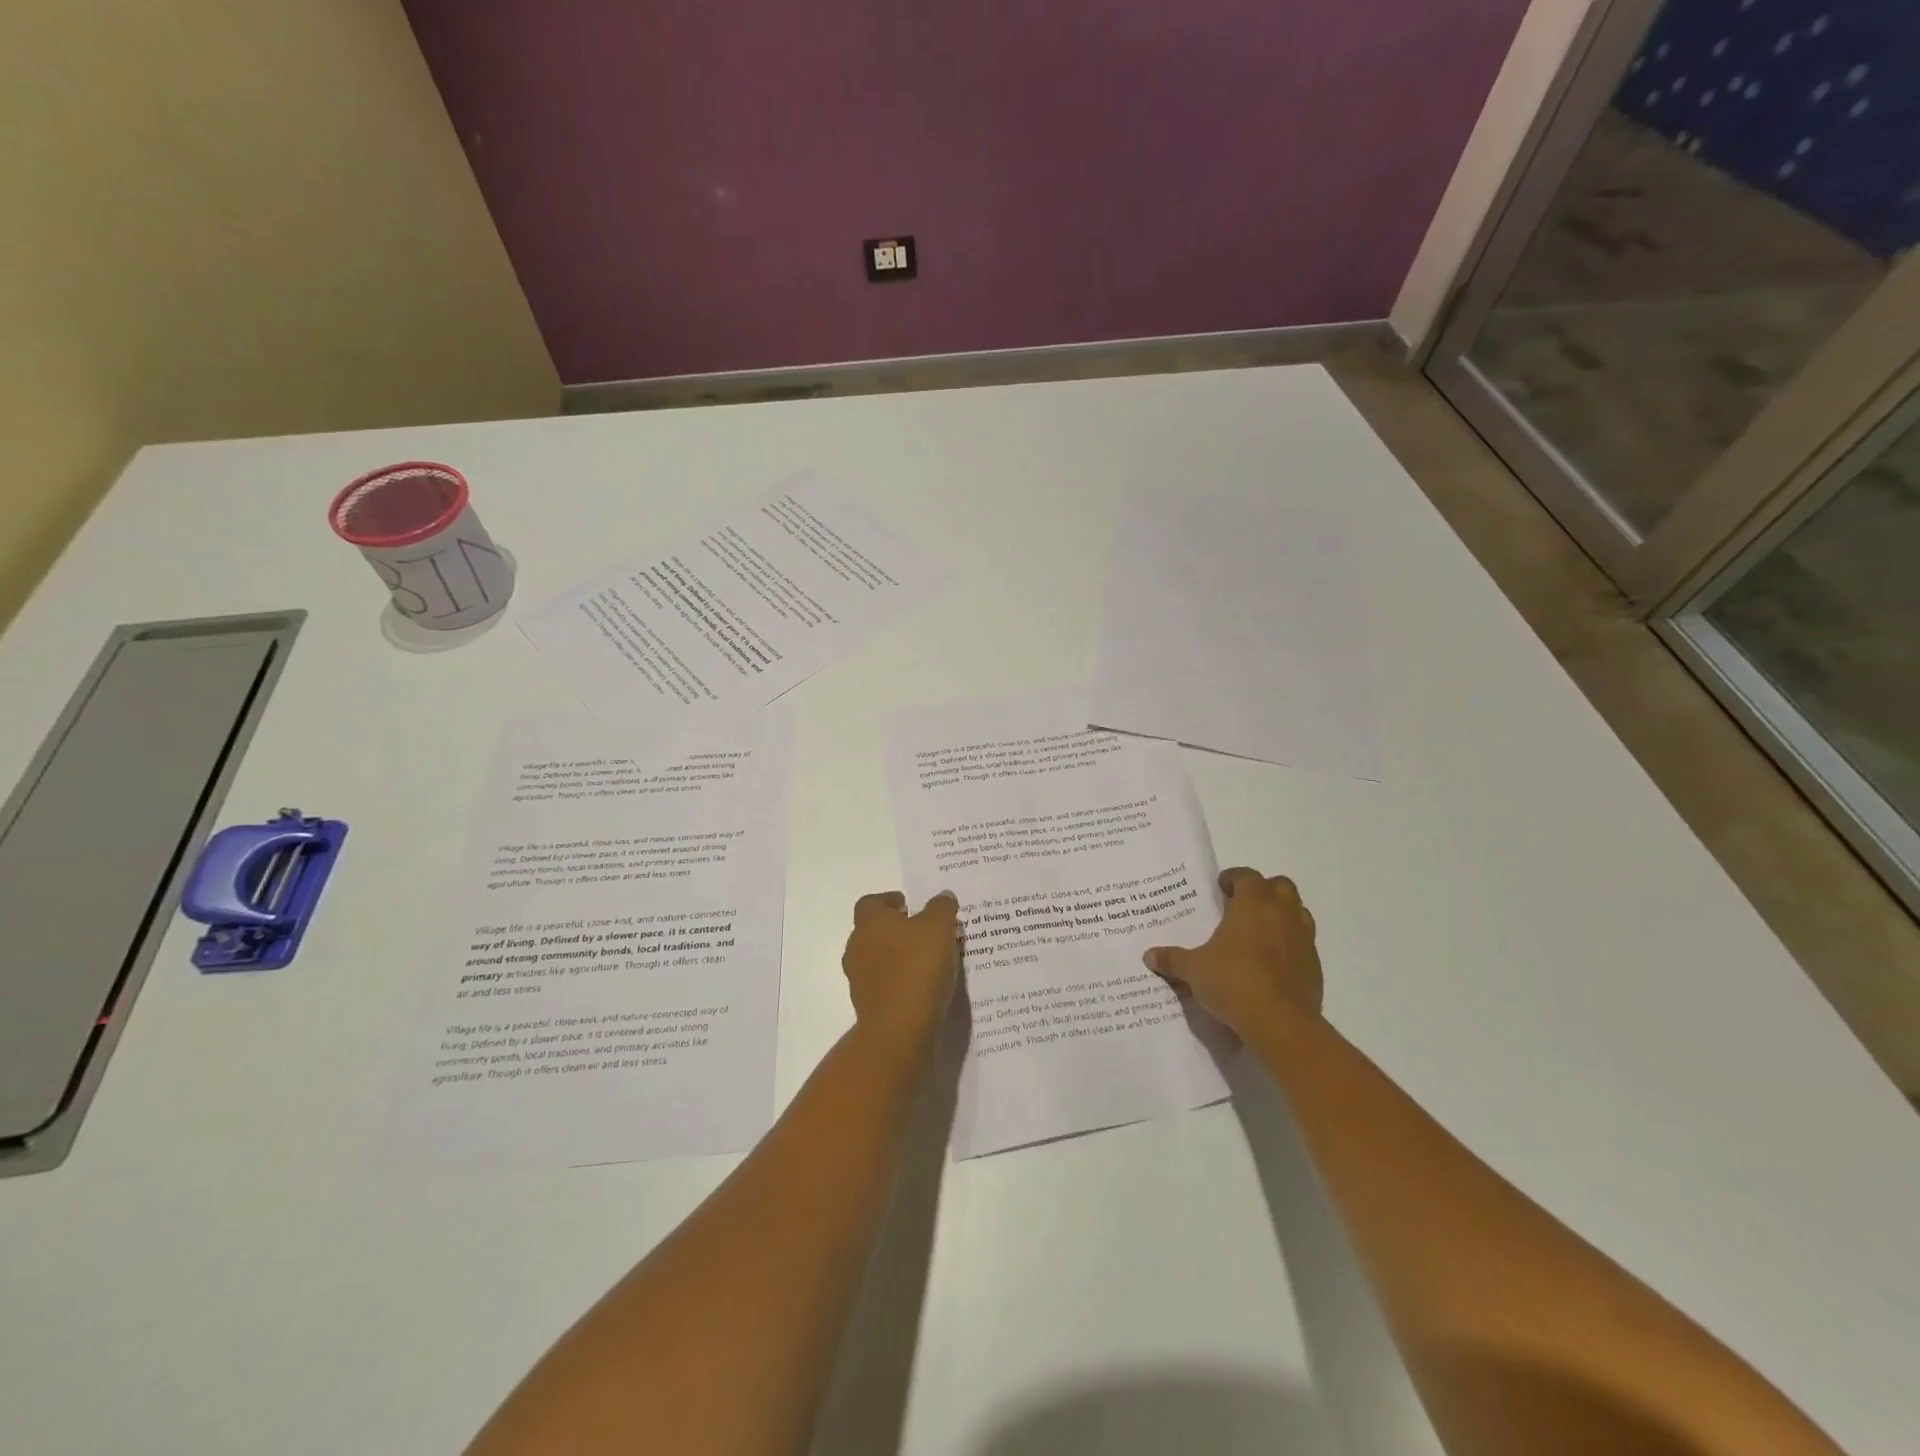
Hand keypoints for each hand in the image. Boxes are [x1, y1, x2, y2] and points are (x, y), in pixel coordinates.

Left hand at [842, 890, 960, 1047]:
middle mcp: (857, 947)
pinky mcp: (867, 1005)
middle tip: (922, 930)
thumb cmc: (916, 968)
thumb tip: (942, 896)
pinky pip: (884, 984)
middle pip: (872, 930)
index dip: (889, 900)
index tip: (909, 905)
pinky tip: (921, 985)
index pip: (871, 902)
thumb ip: (941, 908)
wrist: (899, 1030)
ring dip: (896, 956)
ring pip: (877, 958)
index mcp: (869, 923)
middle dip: (895, 928)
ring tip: (927, 959)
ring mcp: (859, 979)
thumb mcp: (939, 928)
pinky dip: (898, 980)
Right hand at [1145, 868, 1321, 1034]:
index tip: (1221, 887)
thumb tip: (1149, 956)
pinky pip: (1304, 943)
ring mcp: (1303, 939)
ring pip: (1298, 912)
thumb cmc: (1233, 982)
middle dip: (1263, 890)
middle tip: (1243, 904)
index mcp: (1252, 904)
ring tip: (1261, 930)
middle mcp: (1282, 913)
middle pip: (1280, 886)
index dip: (1234, 878)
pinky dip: (1290, 944)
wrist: (1280, 1022)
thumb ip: (1172, 960)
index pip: (1247, 876)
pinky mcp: (1314, 965)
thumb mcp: (1194, 970)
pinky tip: (1273, 962)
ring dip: (1282, 914)